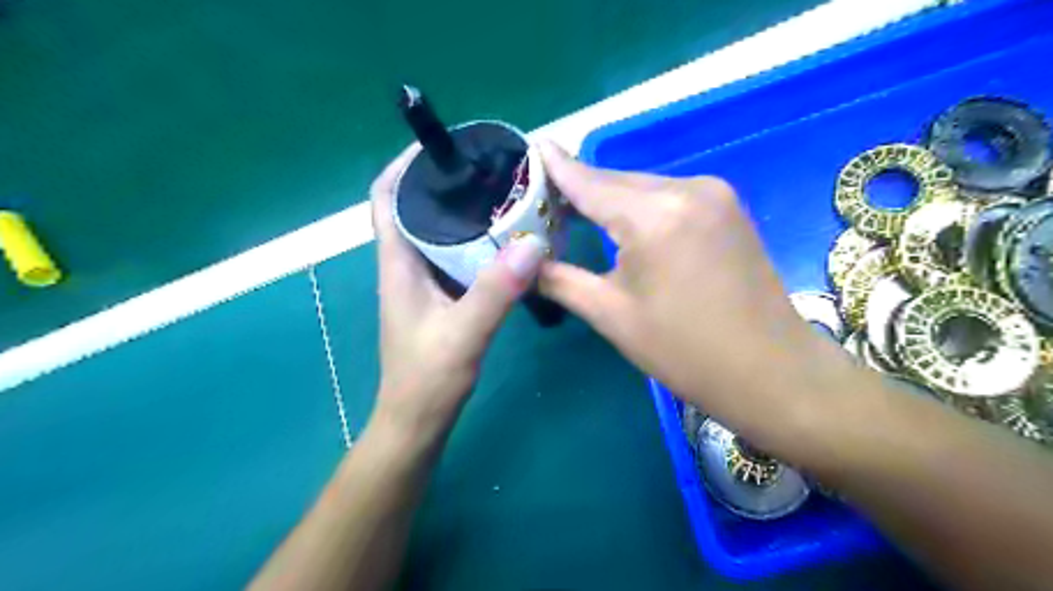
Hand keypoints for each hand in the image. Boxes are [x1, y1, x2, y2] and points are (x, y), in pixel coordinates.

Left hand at [369, 143, 545, 438]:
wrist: (418, 420)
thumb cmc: (427, 379)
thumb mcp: (463, 334)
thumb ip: (495, 291)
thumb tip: (532, 243)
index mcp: (398, 264)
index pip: (386, 198)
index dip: (404, 166)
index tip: (441, 147)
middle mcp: (407, 265)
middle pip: (416, 208)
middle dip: (444, 182)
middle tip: (487, 169)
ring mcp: (423, 283)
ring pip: (438, 233)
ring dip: (462, 211)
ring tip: (500, 195)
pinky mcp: (440, 298)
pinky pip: (455, 257)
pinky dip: (475, 242)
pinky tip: (504, 241)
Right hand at [537, 142, 827, 432]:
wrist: (770, 370)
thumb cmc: (683, 351)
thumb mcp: (610, 315)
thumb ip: (559, 279)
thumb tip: (524, 261)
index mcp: (652, 215)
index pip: (589, 181)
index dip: (556, 167)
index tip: (532, 148)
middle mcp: (685, 189)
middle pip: (615, 181)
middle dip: (579, 189)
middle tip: (544, 200)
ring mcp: (713, 193)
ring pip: (642, 187)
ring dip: (610, 199)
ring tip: (576, 212)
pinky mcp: (727, 206)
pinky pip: (668, 196)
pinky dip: (639, 205)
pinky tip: (623, 222)